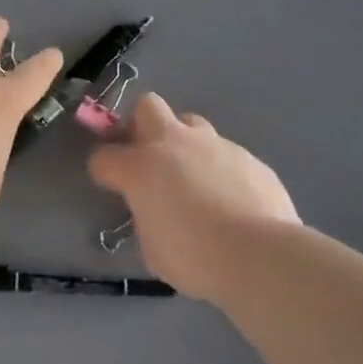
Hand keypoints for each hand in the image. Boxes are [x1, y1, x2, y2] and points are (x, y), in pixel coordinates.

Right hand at [88, 94, 299, 299]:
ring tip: (195, 179)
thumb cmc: (193, 257)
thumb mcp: (151, 247)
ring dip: (185, 145)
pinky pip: (226, 154)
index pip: (103, 156)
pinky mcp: (250, 157)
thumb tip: (154, 211)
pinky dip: (221, 170)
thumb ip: (146, 218)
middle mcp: (174, 144)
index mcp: (140, 167)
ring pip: (192, 125)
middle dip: (142, 125)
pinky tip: (231, 200)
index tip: (110, 184)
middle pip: (147, 106)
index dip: (103, 170)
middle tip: (148, 156)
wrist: (259, 254)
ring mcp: (215, 145)